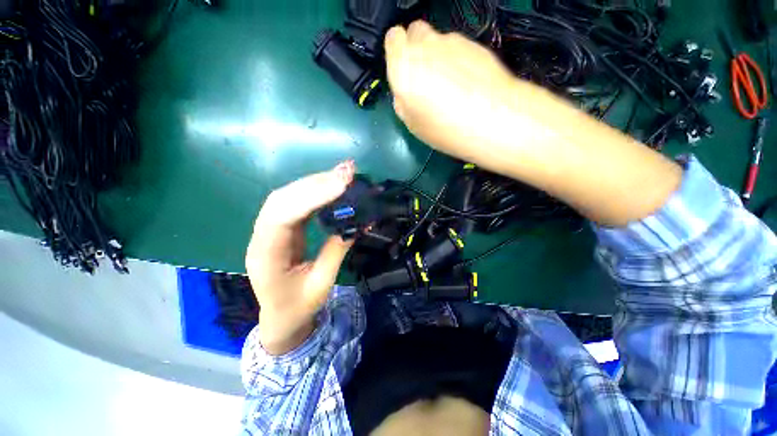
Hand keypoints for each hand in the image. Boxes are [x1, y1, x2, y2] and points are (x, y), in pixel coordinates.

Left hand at [246, 161, 354, 354]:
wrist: (280, 317)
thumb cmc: (298, 307)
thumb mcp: (321, 284)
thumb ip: (336, 252)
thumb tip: (356, 225)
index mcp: (266, 256)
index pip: (282, 216)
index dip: (311, 197)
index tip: (341, 185)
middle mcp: (262, 237)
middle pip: (282, 199)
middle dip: (316, 183)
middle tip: (346, 172)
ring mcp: (269, 230)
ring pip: (288, 197)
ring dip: (316, 182)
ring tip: (343, 173)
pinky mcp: (281, 227)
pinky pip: (295, 203)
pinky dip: (315, 191)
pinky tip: (332, 185)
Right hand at [384, 21, 522, 162]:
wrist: (492, 119)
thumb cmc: (444, 128)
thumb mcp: (412, 124)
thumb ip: (402, 101)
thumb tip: (403, 93)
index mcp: (403, 65)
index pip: (393, 38)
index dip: (397, 53)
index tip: (404, 70)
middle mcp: (426, 45)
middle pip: (416, 32)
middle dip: (417, 49)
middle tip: (425, 77)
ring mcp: (453, 42)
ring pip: (439, 41)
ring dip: (439, 56)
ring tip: (450, 86)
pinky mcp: (475, 44)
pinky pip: (459, 48)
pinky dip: (459, 61)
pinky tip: (466, 83)